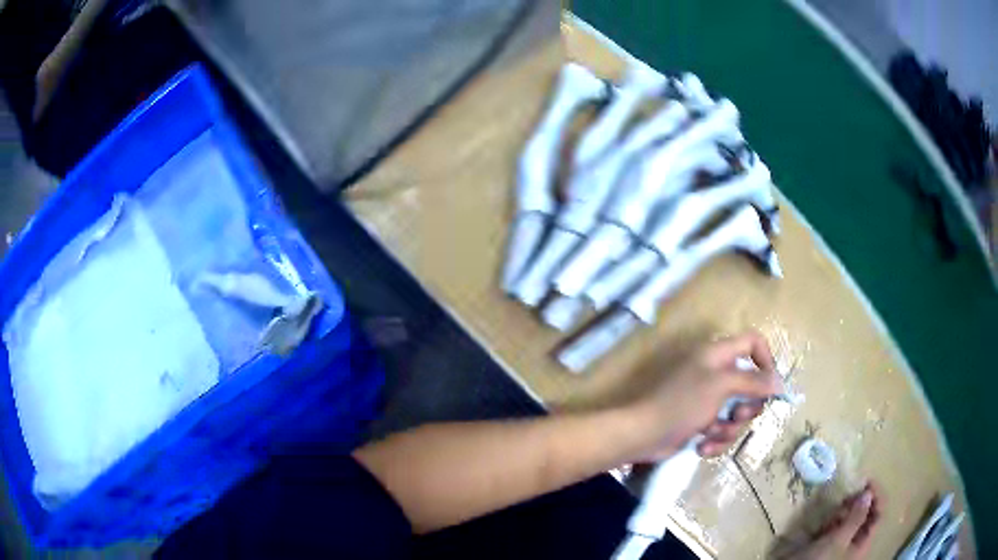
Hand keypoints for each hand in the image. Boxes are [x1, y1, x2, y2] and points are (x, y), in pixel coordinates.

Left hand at [625, 331, 781, 460]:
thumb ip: (753, 382)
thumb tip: (780, 382)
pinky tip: (702, 446)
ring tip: (712, 434)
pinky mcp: (699, 423)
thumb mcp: (721, 386)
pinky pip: (721, 430)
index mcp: (717, 355)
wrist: (642, 434)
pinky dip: (715, 440)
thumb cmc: (681, 403)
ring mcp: (707, 399)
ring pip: (736, 413)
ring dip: (728, 429)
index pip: (752, 342)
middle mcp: (714, 373)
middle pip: (749, 385)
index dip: (766, 360)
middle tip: (737, 416)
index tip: (771, 386)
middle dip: (747, 406)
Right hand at [783, 483, 881, 559]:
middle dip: (860, 502)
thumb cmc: (821, 559)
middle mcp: (856, 542)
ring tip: (836, 508)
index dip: (877, 496)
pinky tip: (826, 520)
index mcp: (864, 543)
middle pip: (867, 515)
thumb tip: (868, 492)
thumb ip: (856, 517)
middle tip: (850, 493)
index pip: (879, 515)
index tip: (867, 481)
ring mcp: (843, 543)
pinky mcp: (829, 543)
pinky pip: (838, 525)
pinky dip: (835, 518)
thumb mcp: (838, 540)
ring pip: (852, 519)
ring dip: (846, 510)